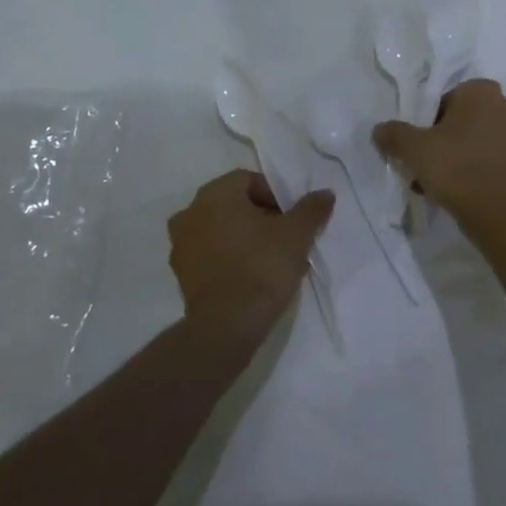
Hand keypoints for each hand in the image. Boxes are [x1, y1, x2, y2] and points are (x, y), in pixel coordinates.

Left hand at [167, 170, 334, 346]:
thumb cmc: (262, 267)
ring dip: (244, 237)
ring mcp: (181, 244)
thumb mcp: (297, 234)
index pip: (249, 180)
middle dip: (260, 216)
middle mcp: (190, 212)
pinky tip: (251, 275)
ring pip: (221, 229)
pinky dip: (229, 257)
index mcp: (214, 194)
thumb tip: (324, 193)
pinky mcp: (181, 273)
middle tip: (285, 237)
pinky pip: (211, 254)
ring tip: (270, 258)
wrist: (227, 325)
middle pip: (233, 204)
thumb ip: (311, 208)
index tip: (292, 219)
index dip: (275, 196)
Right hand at [373, 79, 505, 224]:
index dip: (427, 122)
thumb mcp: (412, 148)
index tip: (419, 145)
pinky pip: (489, 157)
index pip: (445, 100)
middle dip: (442, 139)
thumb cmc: (454, 167)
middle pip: (461, 120)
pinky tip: (455, 190)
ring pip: (475, 139)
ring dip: (456, 155)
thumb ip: (393, 134)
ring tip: (436, 182)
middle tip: (425, 163)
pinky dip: (473, 167)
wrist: (493, 211)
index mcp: (482, 91)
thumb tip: (380, 130)